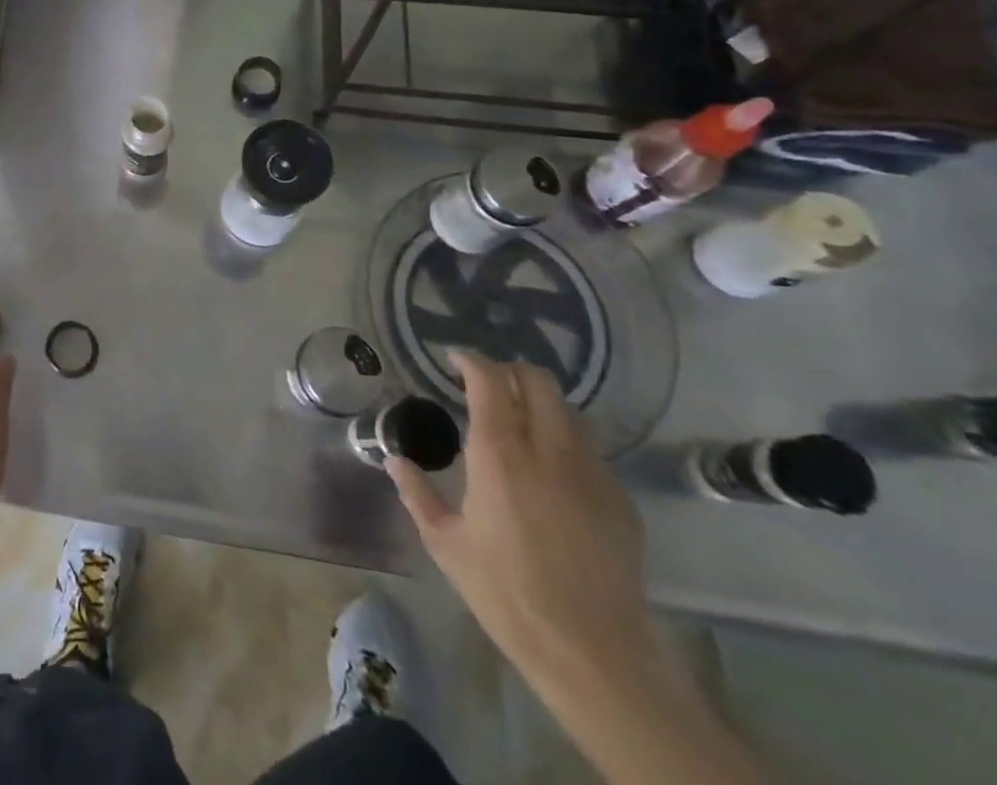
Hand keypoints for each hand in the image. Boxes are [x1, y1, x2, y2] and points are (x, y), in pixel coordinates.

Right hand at [387, 352, 653, 686]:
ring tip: (518, 420)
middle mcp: (549, 451)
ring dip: (539, 402)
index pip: (490, 381)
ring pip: (568, 411)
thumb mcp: (444, 542)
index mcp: (500, 455)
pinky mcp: (619, 501)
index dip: (471, 361)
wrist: (592, 654)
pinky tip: (550, 469)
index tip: (454, 360)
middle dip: (509, 371)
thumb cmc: (506, 593)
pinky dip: (564, 441)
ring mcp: (591, 474)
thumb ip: (416, 492)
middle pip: (538, 381)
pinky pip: (589, 450)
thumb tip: (395, 460)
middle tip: (486, 383)